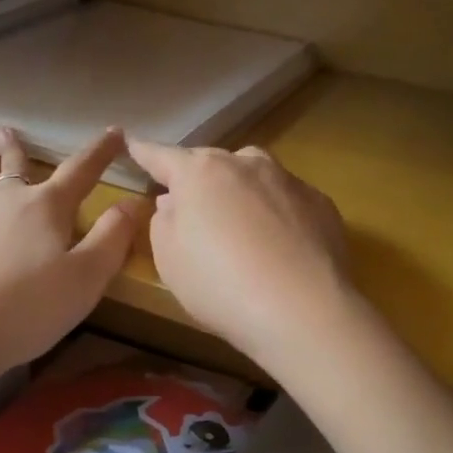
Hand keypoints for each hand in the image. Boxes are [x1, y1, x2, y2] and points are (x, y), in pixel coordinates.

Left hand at [0, 127, 144, 386]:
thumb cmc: (28, 309)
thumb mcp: (87, 278)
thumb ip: (113, 238)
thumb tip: (134, 201)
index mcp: (48, 207)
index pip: (81, 172)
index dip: (101, 152)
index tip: (115, 132)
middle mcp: (7, 197)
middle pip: (19, 166)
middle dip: (23, 149)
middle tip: (16, 131)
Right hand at [127, 137, 351, 363]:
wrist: (302, 310)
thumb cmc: (219, 285)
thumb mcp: (168, 259)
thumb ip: (163, 222)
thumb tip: (174, 202)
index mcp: (199, 173)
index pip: (162, 156)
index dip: (143, 151)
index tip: (131, 142)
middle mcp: (245, 164)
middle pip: (212, 163)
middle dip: (198, 179)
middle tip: (192, 208)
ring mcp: (288, 180)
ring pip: (253, 176)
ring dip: (240, 193)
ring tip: (240, 227)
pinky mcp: (321, 204)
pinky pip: (286, 201)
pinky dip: (276, 214)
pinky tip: (279, 247)